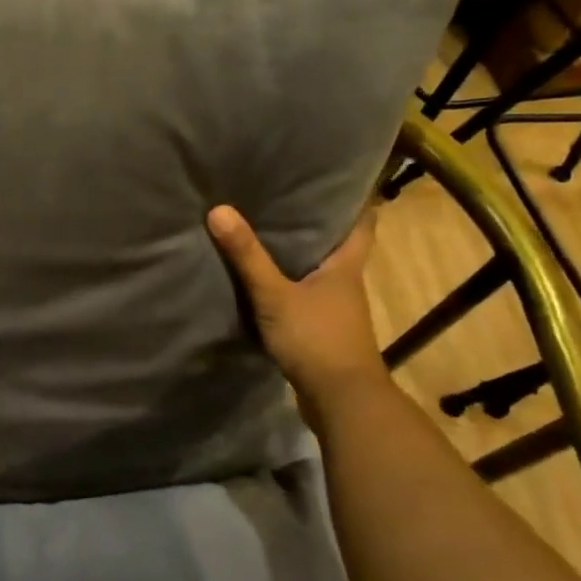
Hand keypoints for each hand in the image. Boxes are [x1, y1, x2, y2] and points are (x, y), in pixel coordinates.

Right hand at [207, 205, 382, 401]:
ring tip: (266, 234)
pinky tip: (264, 283)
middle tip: (284, 198)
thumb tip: (218, 209)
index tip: (334, 180)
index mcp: (346, 267)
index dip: (352, 200)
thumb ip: (247, 256)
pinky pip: (305, 298)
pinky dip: (289, 287)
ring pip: (319, 273)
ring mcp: (336, 311)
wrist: (340, 400)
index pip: (362, 223)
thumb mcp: (274, 295)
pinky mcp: (322, 332)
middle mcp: (347, 284)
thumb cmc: (316, 338)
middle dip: (315, 225)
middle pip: (337, 246)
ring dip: (300, 257)